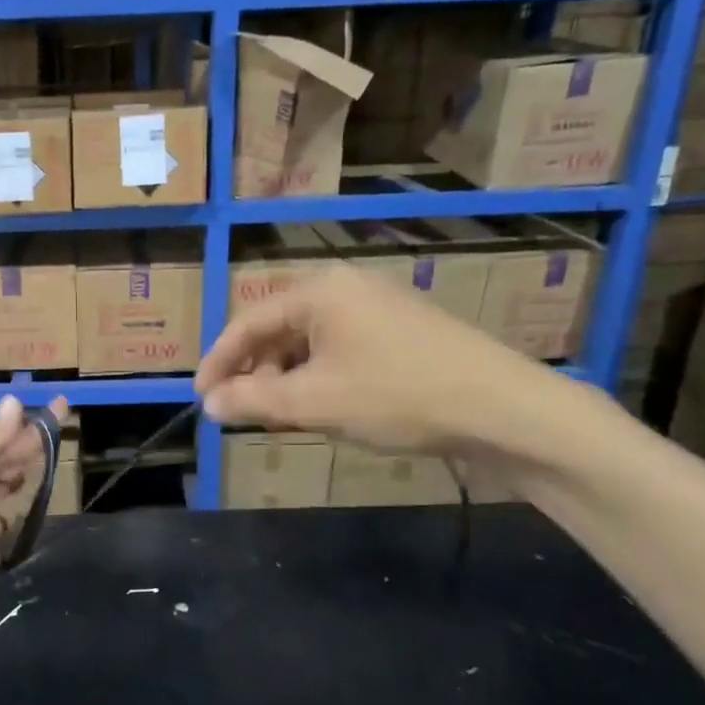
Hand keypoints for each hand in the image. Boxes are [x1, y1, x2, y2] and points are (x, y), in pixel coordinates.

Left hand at [0, 398, 68, 581]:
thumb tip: (18, 402)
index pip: (11, 439)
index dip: (37, 426)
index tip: (66, 406)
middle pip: (8, 475)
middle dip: (30, 467)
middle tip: (59, 461)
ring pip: (1, 517)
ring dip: (17, 517)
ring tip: (44, 518)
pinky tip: (8, 558)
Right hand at [194, 264, 547, 453]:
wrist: (503, 409)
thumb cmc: (397, 396)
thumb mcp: (314, 402)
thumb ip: (253, 401)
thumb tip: (210, 405)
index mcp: (320, 291)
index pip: (248, 321)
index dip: (218, 361)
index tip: (200, 397)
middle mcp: (347, 288)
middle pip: (279, 329)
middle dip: (255, 372)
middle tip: (242, 411)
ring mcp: (379, 308)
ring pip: (310, 343)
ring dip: (287, 379)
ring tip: (281, 417)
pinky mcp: (402, 332)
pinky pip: (341, 350)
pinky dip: (320, 378)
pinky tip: (324, 409)